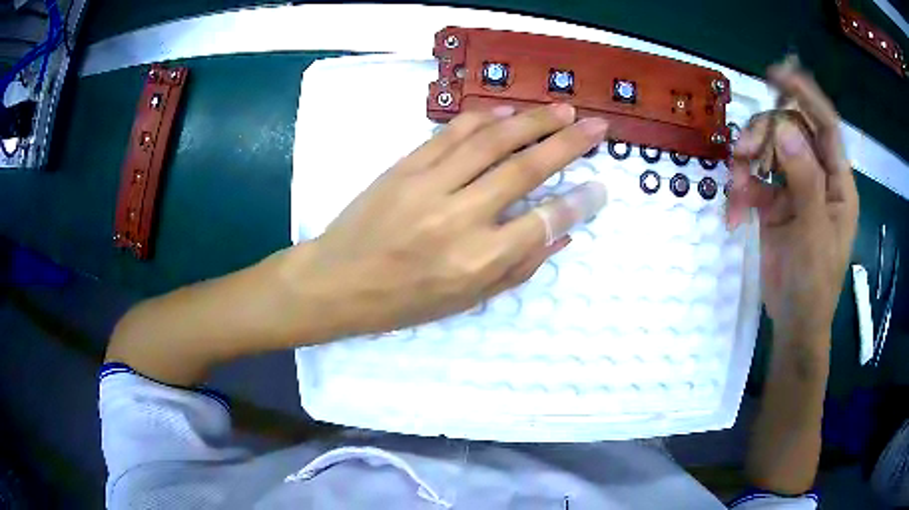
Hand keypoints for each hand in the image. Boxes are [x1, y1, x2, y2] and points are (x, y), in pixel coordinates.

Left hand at [283, 104, 607, 337]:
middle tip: (597, 127)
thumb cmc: (403, 302)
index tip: (600, 187)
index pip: (544, 221)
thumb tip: (560, 234)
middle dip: (568, 144)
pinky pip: (451, 133)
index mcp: (476, 261)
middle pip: (525, 169)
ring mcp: (429, 185)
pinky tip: (507, 112)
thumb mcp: (465, 301)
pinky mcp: (405, 166)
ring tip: (562, 110)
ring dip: (532, 121)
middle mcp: (459, 217)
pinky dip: (483, 119)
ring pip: (492, 141)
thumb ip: (517, 268)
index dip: (579, 201)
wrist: (336, 281)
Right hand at [727, 60, 858, 342]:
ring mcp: (795, 188)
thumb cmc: (814, 283)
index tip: (777, 75)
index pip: (826, 124)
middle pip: (792, 130)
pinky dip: (743, 187)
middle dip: (766, 133)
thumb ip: (805, 180)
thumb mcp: (814, 233)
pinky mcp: (776, 203)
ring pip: (771, 150)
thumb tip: (786, 129)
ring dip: (750, 159)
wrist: (794, 322)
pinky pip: (756, 178)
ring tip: (737, 183)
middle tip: (745, 150)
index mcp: (838, 182)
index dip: (805, 95)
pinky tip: (736, 207)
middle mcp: (818, 177)